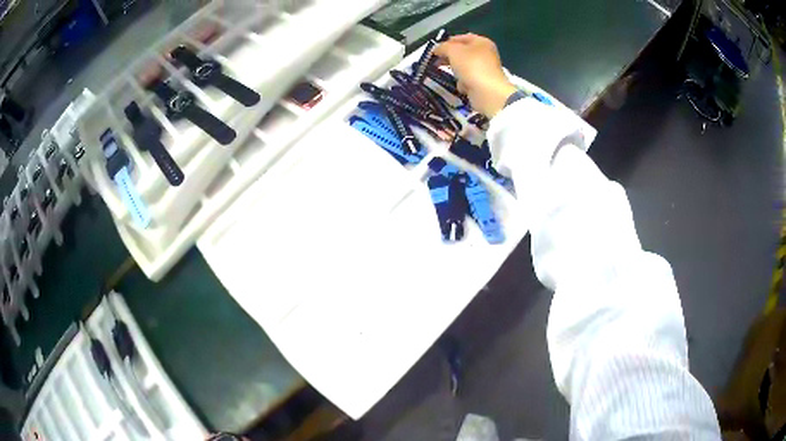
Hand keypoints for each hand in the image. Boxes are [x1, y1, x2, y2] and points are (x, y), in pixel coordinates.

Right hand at [434, 34, 517, 117]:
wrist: (487, 92)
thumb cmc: (471, 66)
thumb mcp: (453, 50)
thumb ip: (443, 47)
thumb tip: (437, 49)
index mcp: (481, 42)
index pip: (461, 38)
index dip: (447, 42)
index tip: (435, 49)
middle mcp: (484, 54)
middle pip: (462, 52)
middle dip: (449, 57)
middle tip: (435, 61)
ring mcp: (484, 69)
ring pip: (463, 67)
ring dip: (455, 71)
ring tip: (447, 73)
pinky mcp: (482, 83)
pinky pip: (468, 80)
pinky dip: (463, 83)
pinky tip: (462, 85)